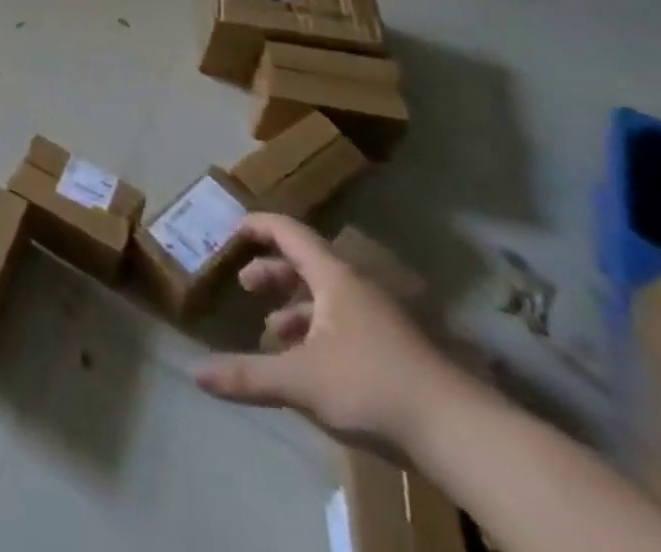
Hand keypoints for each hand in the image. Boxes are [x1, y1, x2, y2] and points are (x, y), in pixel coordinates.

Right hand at [194, 214, 461, 453]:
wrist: (464, 434)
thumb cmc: (374, 386)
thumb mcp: (303, 381)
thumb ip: (250, 375)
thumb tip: (196, 374)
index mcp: (334, 276)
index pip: (289, 231)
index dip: (258, 225)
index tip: (231, 229)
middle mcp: (358, 287)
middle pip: (306, 263)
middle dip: (272, 272)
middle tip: (246, 287)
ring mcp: (382, 318)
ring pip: (328, 297)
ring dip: (295, 308)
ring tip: (273, 334)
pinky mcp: (398, 350)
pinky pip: (347, 323)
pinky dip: (320, 331)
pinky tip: (312, 366)